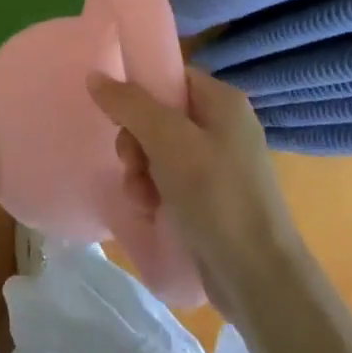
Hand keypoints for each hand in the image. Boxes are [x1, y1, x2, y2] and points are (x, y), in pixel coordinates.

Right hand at [86, 66, 295, 299]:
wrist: (257, 276)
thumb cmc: (216, 195)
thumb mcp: (167, 141)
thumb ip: (129, 104)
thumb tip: (94, 76)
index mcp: (222, 102)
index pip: (170, 76)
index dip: (139, 92)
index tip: (118, 116)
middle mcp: (222, 126)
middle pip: (158, 114)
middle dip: (135, 140)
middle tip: (130, 163)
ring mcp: (218, 163)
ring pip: (157, 149)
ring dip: (139, 170)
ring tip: (140, 196)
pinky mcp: (211, 197)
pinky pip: (168, 178)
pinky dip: (152, 191)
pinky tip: (149, 209)